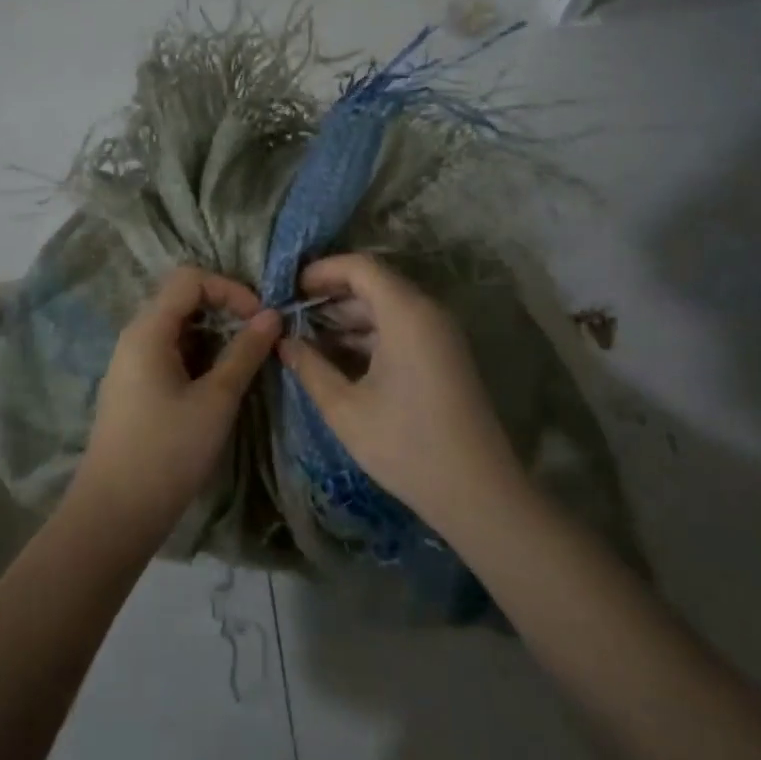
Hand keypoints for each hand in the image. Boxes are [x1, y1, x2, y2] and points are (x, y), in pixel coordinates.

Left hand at [74, 266, 280, 537]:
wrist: (115, 513)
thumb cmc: (168, 452)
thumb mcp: (216, 400)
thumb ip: (245, 352)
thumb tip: (272, 315)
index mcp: (148, 330)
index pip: (190, 279)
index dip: (230, 289)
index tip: (261, 319)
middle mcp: (134, 338)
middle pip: (182, 300)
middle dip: (225, 310)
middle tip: (259, 338)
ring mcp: (131, 364)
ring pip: (178, 329)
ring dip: (215, 336)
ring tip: (245, 363)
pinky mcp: (135, 389)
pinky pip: (171, 354)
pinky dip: (200, 357)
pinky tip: (220, 384)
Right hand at [277, 253, 520, 528]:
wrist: (477, 492)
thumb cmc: (405, 445)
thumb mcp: (345, 408)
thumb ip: (309, 368)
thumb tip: (283, 341)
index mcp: (406, 314)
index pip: (360, 267)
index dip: (322, 271)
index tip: (288, 288)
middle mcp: (428, 313)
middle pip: (375, 284)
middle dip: (330, 297)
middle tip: (290, 316)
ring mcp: (440, 335)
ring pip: (387, 308)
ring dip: (348, 319)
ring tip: (307, 340)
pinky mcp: (444, 356)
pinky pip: (401, 329)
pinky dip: (369, 336)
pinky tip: (339, 360)